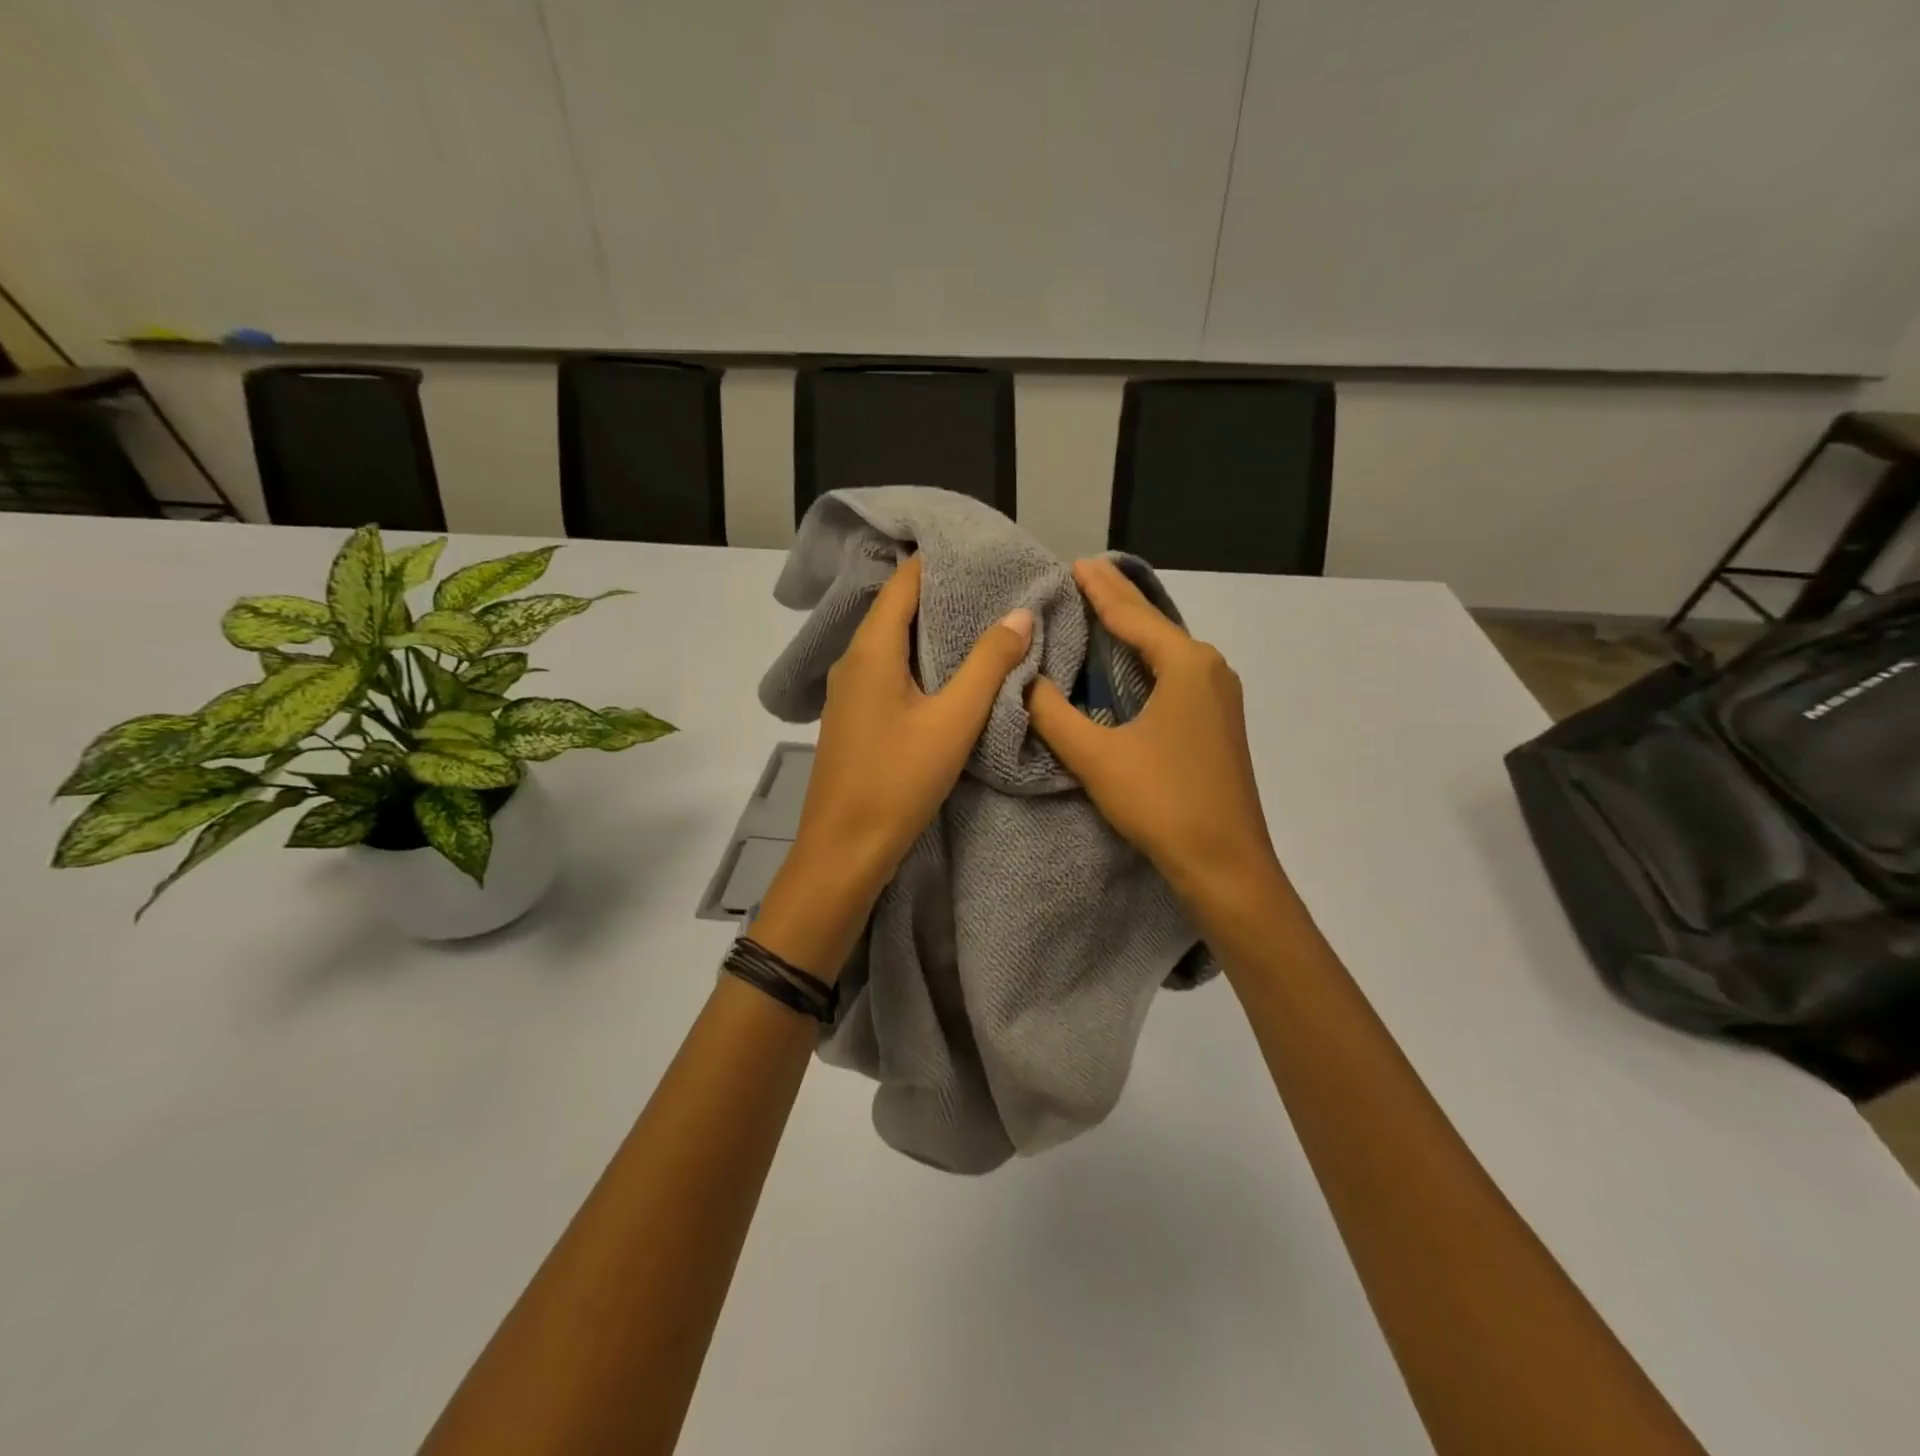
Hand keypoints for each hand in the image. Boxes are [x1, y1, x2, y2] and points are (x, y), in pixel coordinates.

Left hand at [752, 555, 1033, 977]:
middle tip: (994, 587)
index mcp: (871, 650)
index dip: (940, 561)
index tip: (982, 552)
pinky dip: (920, 661)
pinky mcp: (855, 717)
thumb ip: (988, 665)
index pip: (904, 582)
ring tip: (982, 623)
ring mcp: (849, 691)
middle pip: (897, 609)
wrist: (843, 850)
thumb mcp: (953, 722)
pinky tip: (950, 674)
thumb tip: (1019, 612)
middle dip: (943, 594)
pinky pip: (889, 671)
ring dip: (933, 630)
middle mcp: (853, 661)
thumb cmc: (897, 781)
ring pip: (893, 643)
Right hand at [1026, 558, 1286, 918]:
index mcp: (1185, 664)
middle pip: (1154, 626)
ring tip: (1100, 611)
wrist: (1225, 863)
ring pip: (1167, 651)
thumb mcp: (1096, 756)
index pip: (1132, 615)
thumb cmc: (1162, 801)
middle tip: (1084, 574)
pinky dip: (1146, 661)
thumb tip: (1023, 679)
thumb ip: (1053, 713)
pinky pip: (1175, 675)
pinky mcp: (1217, 723)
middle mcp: (1209, 668)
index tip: (1075, 562)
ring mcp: (1219, 697)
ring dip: (1133, 631)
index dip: (1099, 589)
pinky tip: (1130, 665)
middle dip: (1118, 600)